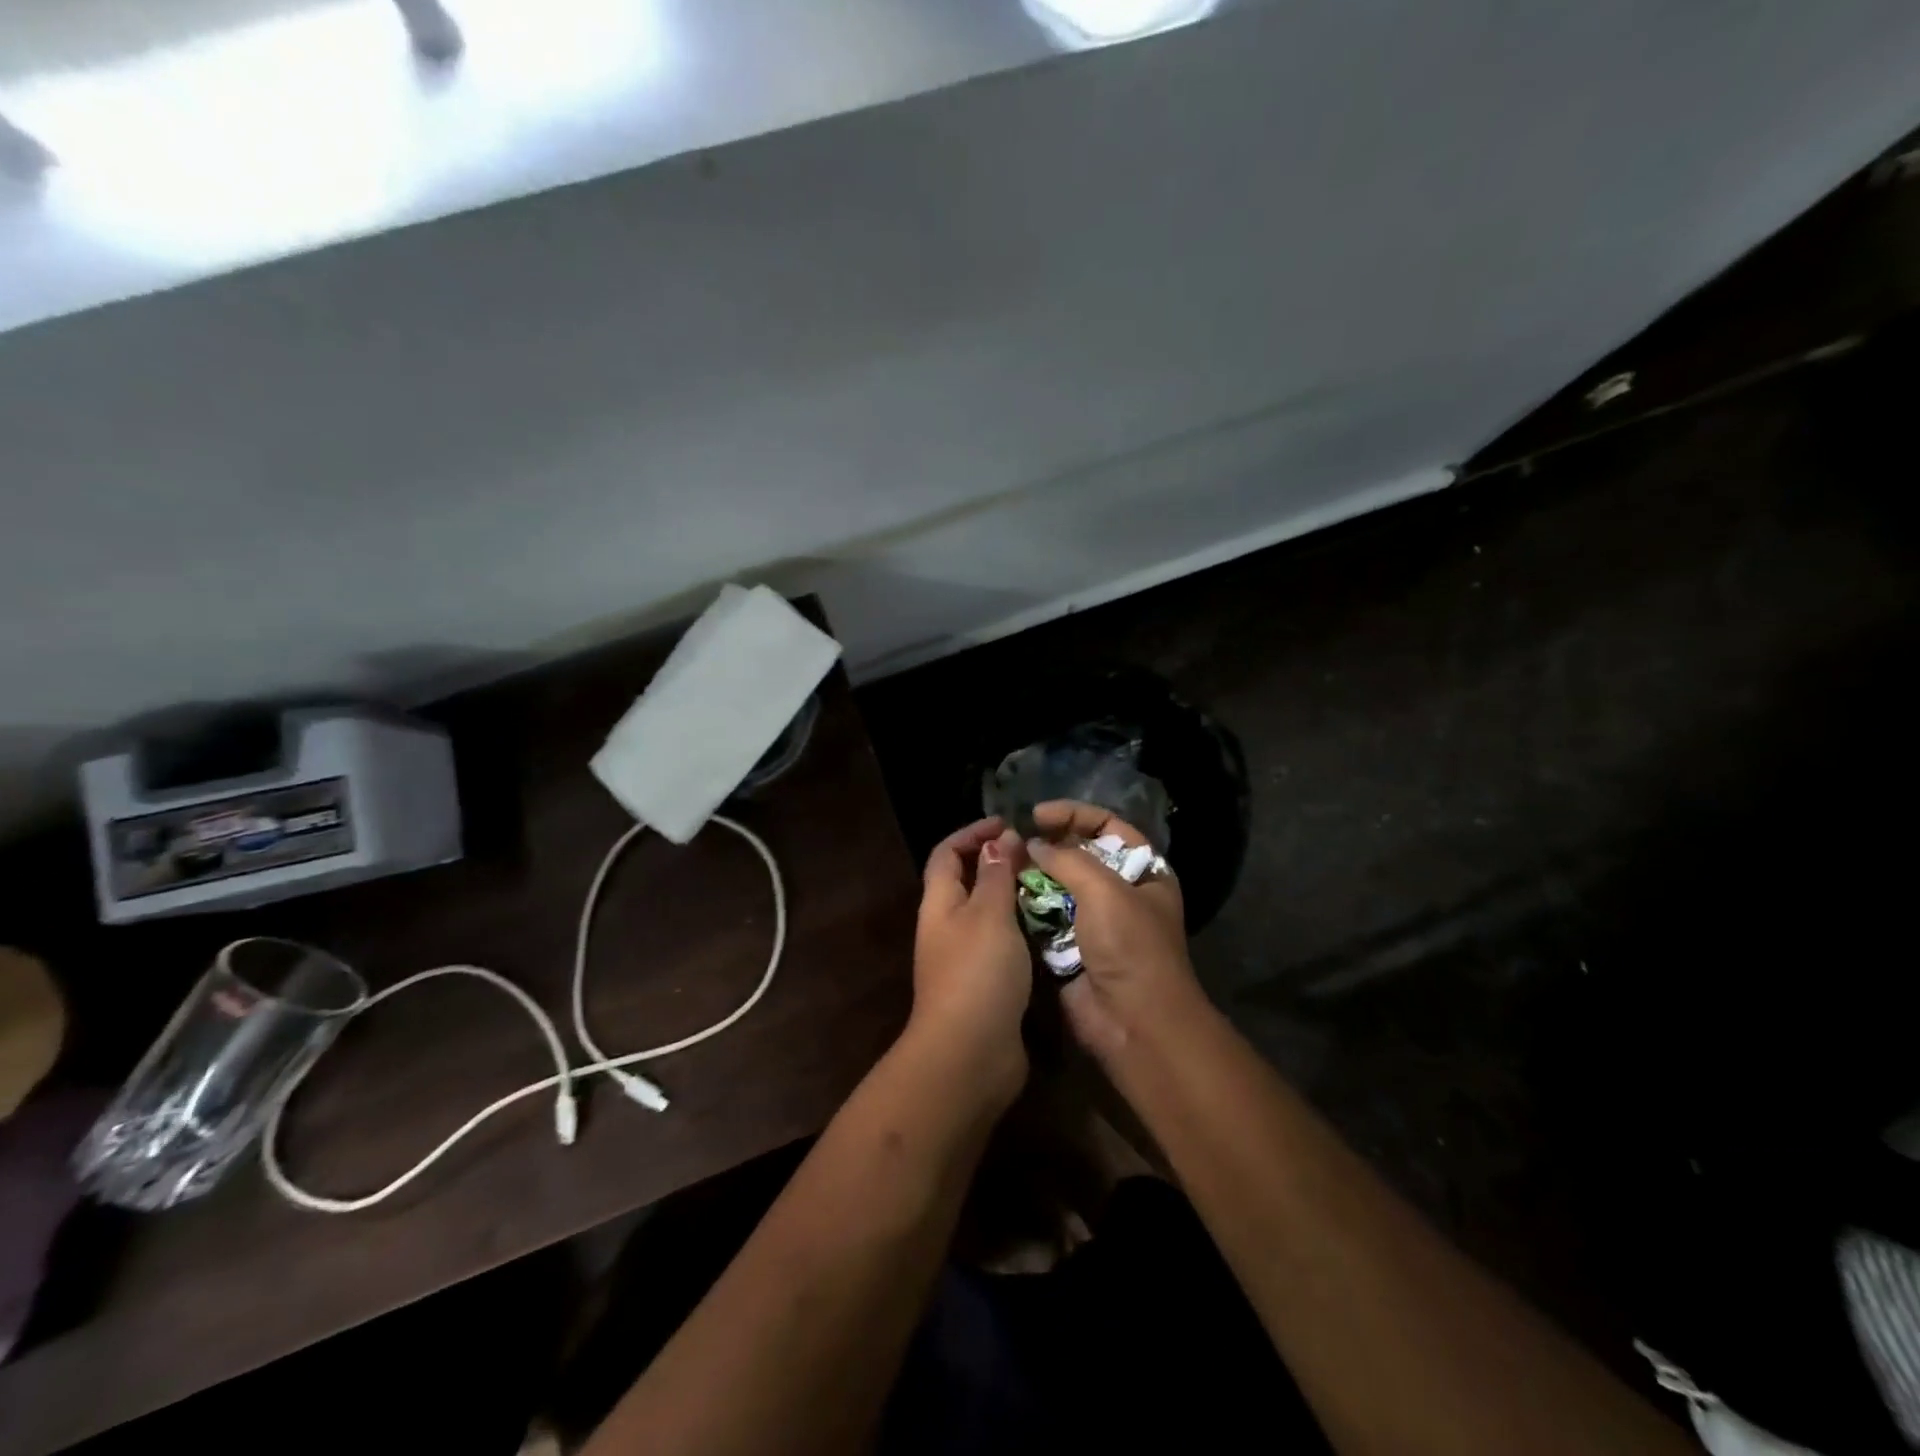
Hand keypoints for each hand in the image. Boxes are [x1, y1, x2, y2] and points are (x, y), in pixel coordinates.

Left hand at [911, 817, 1032, 1106]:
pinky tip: (1051, 928)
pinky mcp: (984, 985)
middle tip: (1038, 856)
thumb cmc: (978, 972)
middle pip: (966, 881)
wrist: (970, 1054)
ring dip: (1014, 897)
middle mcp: (946, 926)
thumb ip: (996, 875)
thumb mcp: (989, 914)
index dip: (972, 833)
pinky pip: (1002, 944)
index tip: (1008, 824)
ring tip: (1052, 885)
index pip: (947, 853)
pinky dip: (1022, 930)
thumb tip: (999, 839)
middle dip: (997, 863)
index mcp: (939, 903)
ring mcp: (963, 958)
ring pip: (988, 914)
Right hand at [1027, 800, 1201, 1063]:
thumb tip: (1033, 844)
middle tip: (1015, 838)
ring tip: (1003, 863)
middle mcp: (1120, 892)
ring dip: (1032, 875)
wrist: (1134, 1023)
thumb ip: (1067, 858)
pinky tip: (1004, 893)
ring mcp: (1094, 921)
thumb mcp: (1106, 890)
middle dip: (1048, 844)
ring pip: (1057, 886)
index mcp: (1144, 872)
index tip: (1038, 814)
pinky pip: (1044, 917)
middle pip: (1080, 854)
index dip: (1075, 814)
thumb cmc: (1131, 947)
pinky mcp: (1070, 947)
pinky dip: (1026, 905)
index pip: (1108, 827)